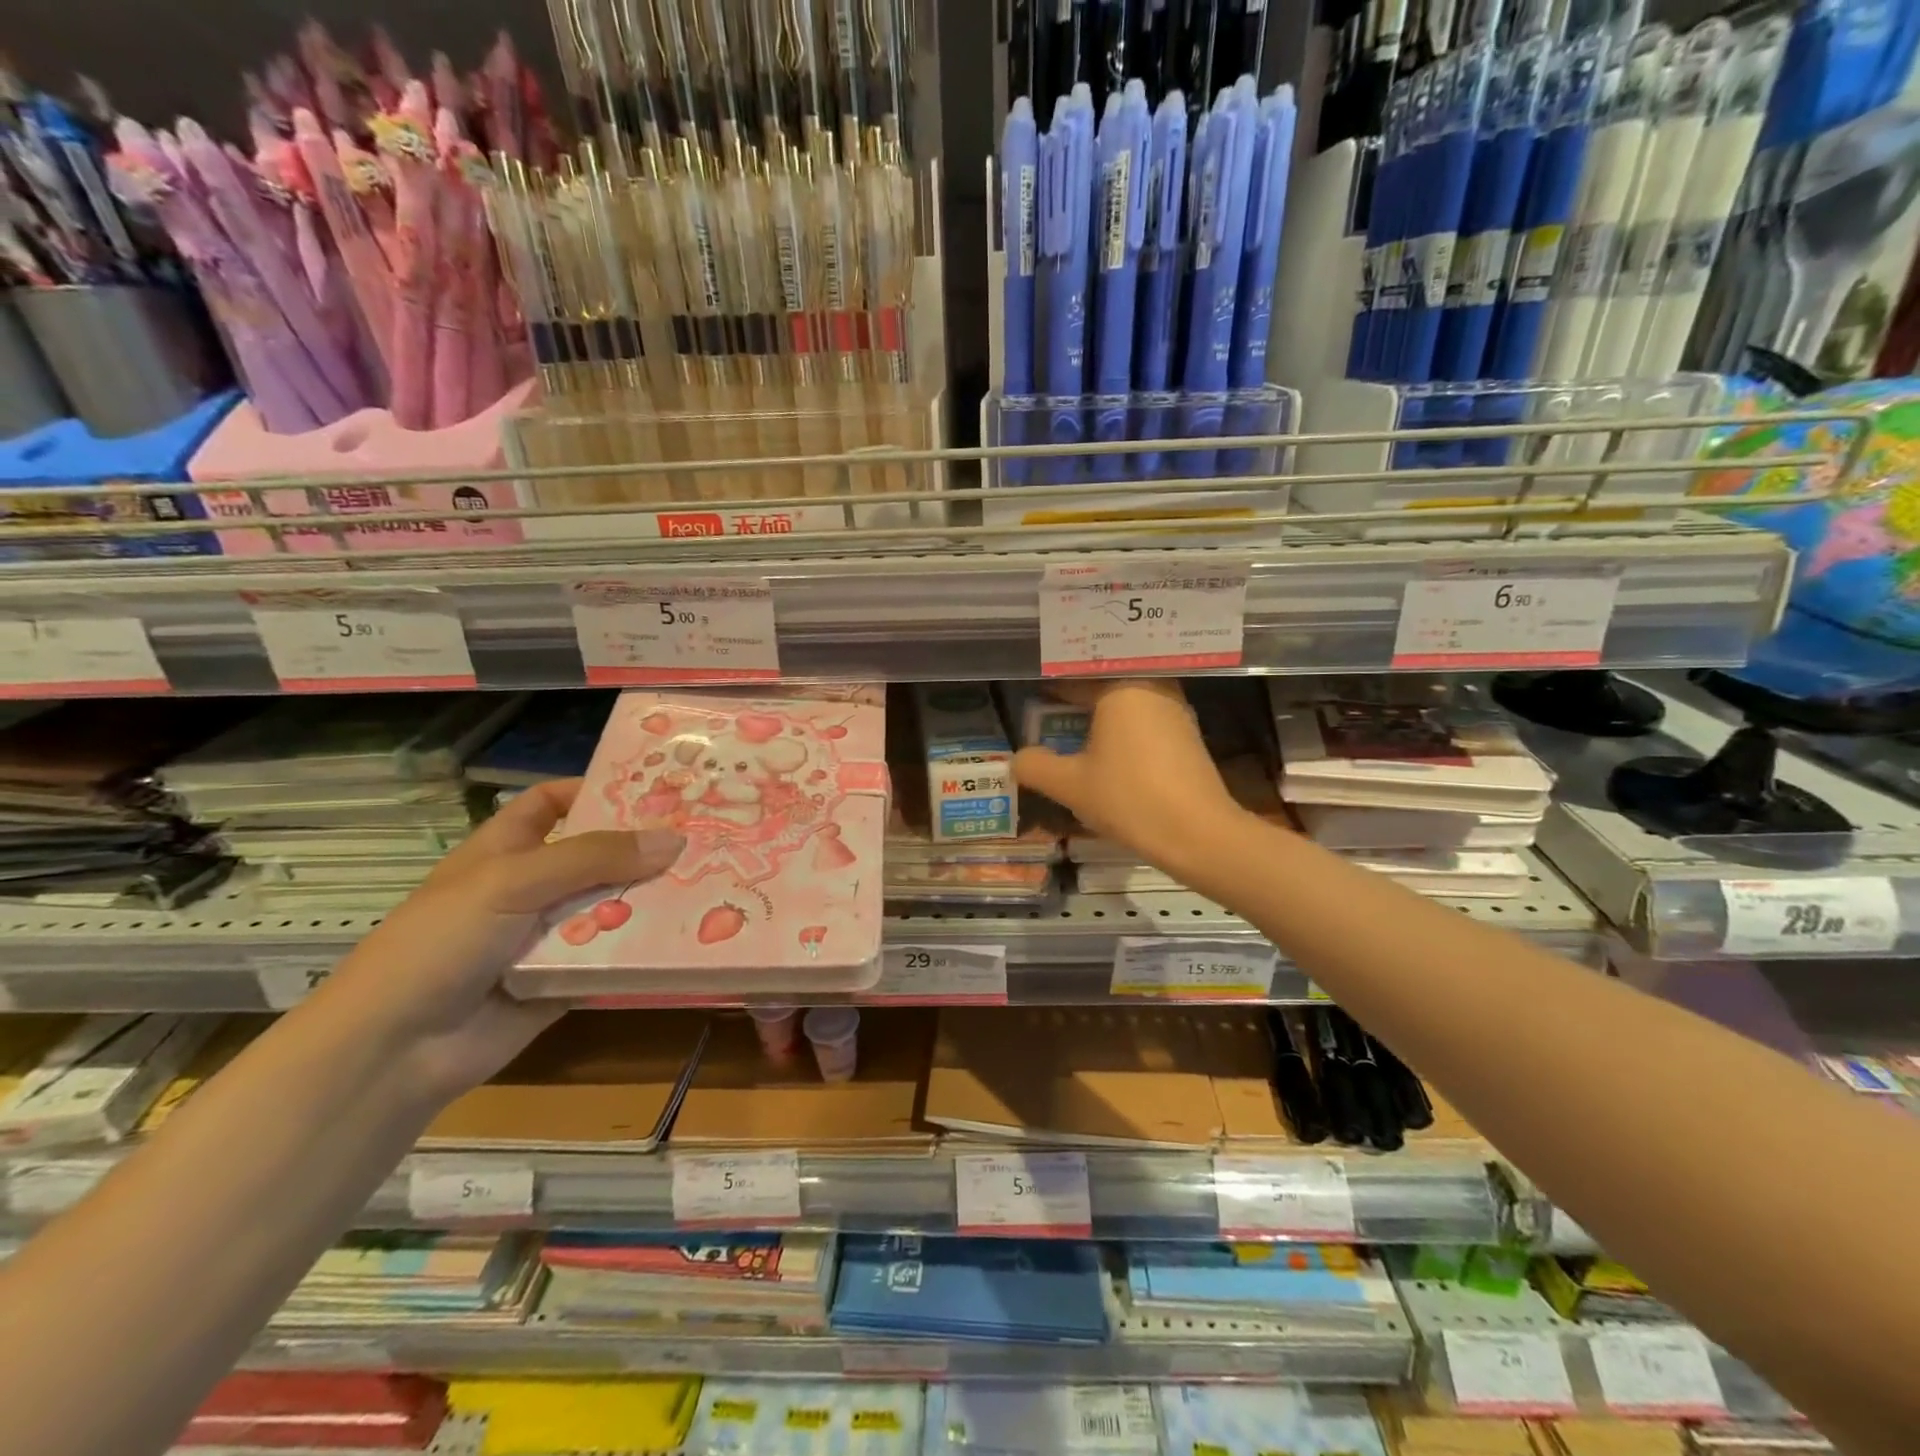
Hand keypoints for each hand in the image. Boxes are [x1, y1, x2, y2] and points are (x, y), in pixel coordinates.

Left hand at [322, 779, 683, 1100]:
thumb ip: (593, 858)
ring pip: (611, 907)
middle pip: (595, 856)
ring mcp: (548, 937)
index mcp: (504, 852)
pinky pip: (614, 957)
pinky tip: (690, 937)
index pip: (549, 804)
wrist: (395, 1051)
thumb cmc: (441, 944)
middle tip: (702, 835)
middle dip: (641, 847)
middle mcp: (531, 889)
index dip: (592, 791)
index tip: (651, 789)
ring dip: (651, 899)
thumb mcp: (512, 882)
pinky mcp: (567, 980)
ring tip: (711, 882)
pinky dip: (644, 949)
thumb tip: (674, 839)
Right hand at [1014, 680, 1243, 872]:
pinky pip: (1146, 720)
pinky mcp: (1188, 735)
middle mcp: (1152, 687)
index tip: (1031, 703)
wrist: (1198, 833)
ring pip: (1128, 703)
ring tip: (1075, 735)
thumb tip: (1017, 758)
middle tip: (1049, 717)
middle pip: (1104, 685)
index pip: (1075, 679)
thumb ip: (1035, 766)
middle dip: (1077, 700)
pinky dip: (1124, 730)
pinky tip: (1109, 753)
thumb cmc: (1129, 797)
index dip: (1049, 691)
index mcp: (1121, 687)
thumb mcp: (1070, 785)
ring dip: (1102, 716)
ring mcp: (1175, 710)